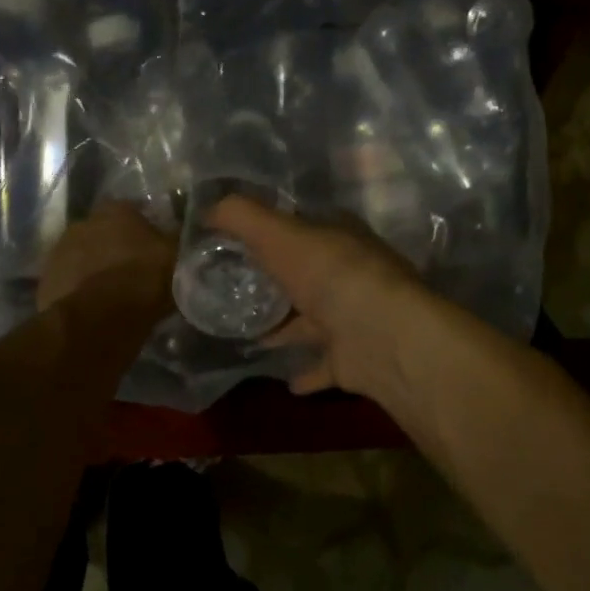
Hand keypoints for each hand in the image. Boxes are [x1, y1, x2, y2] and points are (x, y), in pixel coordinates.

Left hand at [37, 203, 175, 312]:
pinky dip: (80, 291)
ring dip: (95, 269)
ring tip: (113, 294)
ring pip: (83, 258)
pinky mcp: (45, 282)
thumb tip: (184, 232)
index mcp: (115, 210)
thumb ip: (176, 239)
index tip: (153, 248)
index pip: (132, 211)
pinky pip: (69, 283)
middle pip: (103, 233)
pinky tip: (94, 309)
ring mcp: (58, 252)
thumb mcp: (176, 257)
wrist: (100, 319)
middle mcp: (83, 222)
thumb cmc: (144, 279)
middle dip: (115, 248)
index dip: (143, 230)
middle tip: (133, 271)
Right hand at [207, 196, 426, 396]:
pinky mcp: (355, 358)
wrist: (382, 335)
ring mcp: (356, 318)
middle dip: (280, 282)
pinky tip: (286, 381)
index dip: (274, 231)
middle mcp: (351, 274)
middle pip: (309, 275)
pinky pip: (325, 366)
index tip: (239, 244)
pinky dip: (308, 373)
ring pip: (316, 321)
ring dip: (289, 329)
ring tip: (252, 337)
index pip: (304, 227)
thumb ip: (241, 217)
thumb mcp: (278, 234)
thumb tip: (208, 209)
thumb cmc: (330, 275)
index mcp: (339, 238)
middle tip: (237, 292)